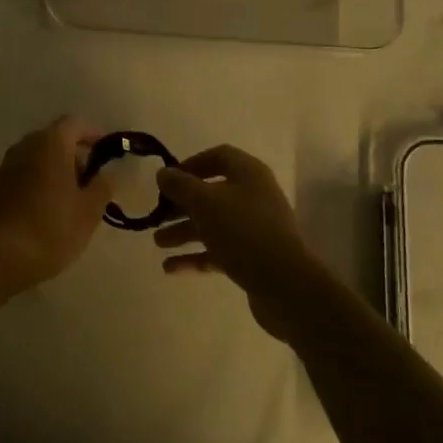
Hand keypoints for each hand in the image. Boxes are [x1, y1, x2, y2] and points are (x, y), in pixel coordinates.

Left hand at [0, 117, 111, 297]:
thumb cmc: (51, 228)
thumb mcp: (89, 211)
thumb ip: (103, 186)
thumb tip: (109, 173)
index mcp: (51, 143)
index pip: (75, 124)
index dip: (93, 135)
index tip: (107, 155)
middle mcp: (26, 146)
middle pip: (55, 139)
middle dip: (75, 155)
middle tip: (91, 182)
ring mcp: (6, 166)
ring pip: (38, 158)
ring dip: (56, 170)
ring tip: (71, 199)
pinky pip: (24, 174)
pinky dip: (38, 182)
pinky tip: (46, 210)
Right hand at [154, 146, 327, 339]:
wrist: (284, 285)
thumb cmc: (242, 231)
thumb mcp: (204, 202)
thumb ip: (180, 185)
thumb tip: (163, 173)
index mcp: (248, 174)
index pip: (219, 157)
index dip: (192, 164)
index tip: (168, 179)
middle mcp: (254, 197)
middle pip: (212, 193)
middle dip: (181, 205)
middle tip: (157, 216)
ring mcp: (255, 229)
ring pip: (213, 224)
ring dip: (184, 231)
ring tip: (158, 243)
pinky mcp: (253, 258)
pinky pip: (219, 251)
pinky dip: (196, 257)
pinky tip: (171, 268)